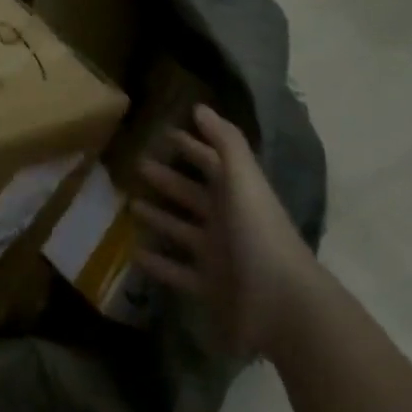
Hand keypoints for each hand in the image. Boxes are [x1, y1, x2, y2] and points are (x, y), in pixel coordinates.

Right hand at [131, 104, 319, 359]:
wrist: (281, 305)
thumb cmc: (258, 234)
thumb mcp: (243, 180)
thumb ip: (224, 142)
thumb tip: (199, 107)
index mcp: (238, 194)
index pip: (211, 163)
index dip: (191, 146)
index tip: (164, 132)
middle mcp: (227, 222)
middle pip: (193, 195)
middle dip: (168, 179)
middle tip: (137, 165)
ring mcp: (217, 257)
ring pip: (182, 232)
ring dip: (159, 218)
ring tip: (130, 205)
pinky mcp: (208, 288)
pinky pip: (176, 271)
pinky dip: (156, 263)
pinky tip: (133, 253)